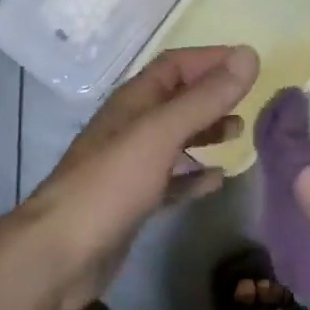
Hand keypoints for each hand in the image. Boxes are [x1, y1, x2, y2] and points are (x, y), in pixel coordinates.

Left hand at [15, 45, 258, 309]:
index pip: (174, 65)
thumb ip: (205, 97)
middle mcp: (131, 127)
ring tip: (238, 133)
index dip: (210, 59)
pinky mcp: (133, 202)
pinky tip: (216, 181)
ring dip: (205, 132)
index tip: (249, 63)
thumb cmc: (110, 184)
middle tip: (249, 101)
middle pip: (176, 100)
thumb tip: (249, 55)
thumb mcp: (161, 133)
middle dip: (211, 96)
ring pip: (175, 138)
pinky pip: (171, 180)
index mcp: (133, 102)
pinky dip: (194, 175)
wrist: (60, 254)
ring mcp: (130, 166)